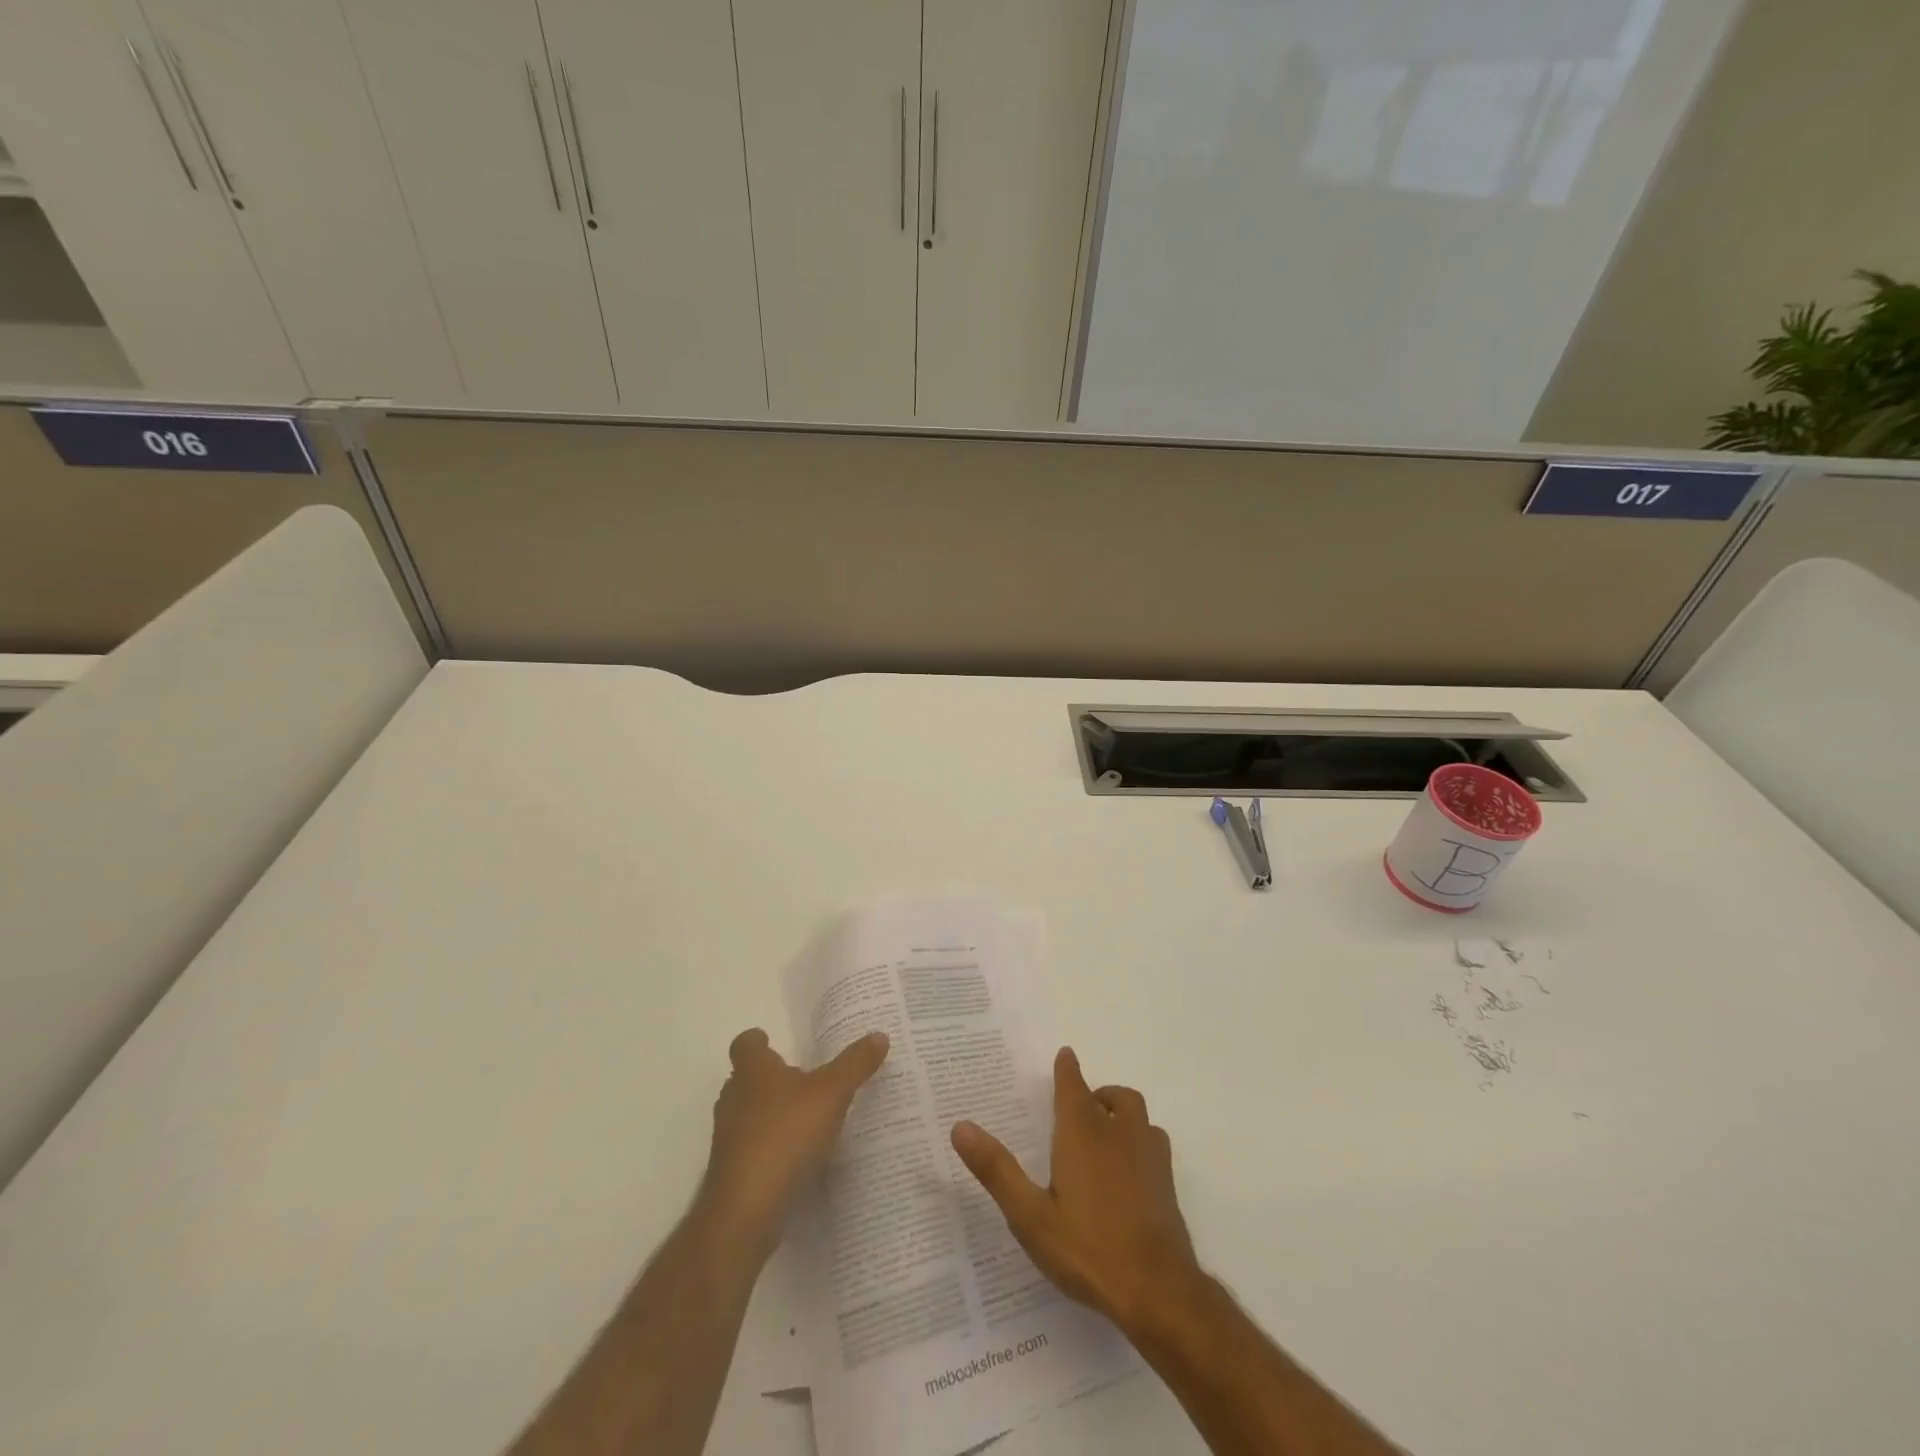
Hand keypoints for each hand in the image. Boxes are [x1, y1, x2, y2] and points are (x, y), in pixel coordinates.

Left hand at [701, 1027, 889, 1254]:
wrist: (746, 1210)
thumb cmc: (786, 1135)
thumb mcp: (831, 1093)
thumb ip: (855, 1064)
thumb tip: (879, 1035)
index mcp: (753, 1071)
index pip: (745, 1043)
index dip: (759, 1041)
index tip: (775, 1042)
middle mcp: (734, 1098)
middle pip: (747, 1079)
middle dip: (771, 1078)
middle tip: (805, 1079)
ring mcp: (729, 1137)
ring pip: (749, 1114)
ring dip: (772, 1114)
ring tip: (808, 1118)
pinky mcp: (733, 1172)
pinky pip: (753, 1148)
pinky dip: (772, 1147)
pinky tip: (799, 1158)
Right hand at [951, 1048, 1200, 1334]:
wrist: (1158, 1291)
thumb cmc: (1087, 1249)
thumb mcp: (1030, 1215)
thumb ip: (997, 1170)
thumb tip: (961, 1127)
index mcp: (1083, 1133)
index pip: (1074, 1086)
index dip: (1067, 1069)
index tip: (1064, 1055)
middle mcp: (1119, 1133)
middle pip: (1115, 1096)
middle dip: (1097, 1094)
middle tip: (1080, 1109)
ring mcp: (1150, 1157)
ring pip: (1139, 1118)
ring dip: (1122, 1116)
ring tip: (1105, 1136)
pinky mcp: (1168, 1184)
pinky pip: (1154, 1145)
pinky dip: (1140, 1144)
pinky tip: (1129, 1173)